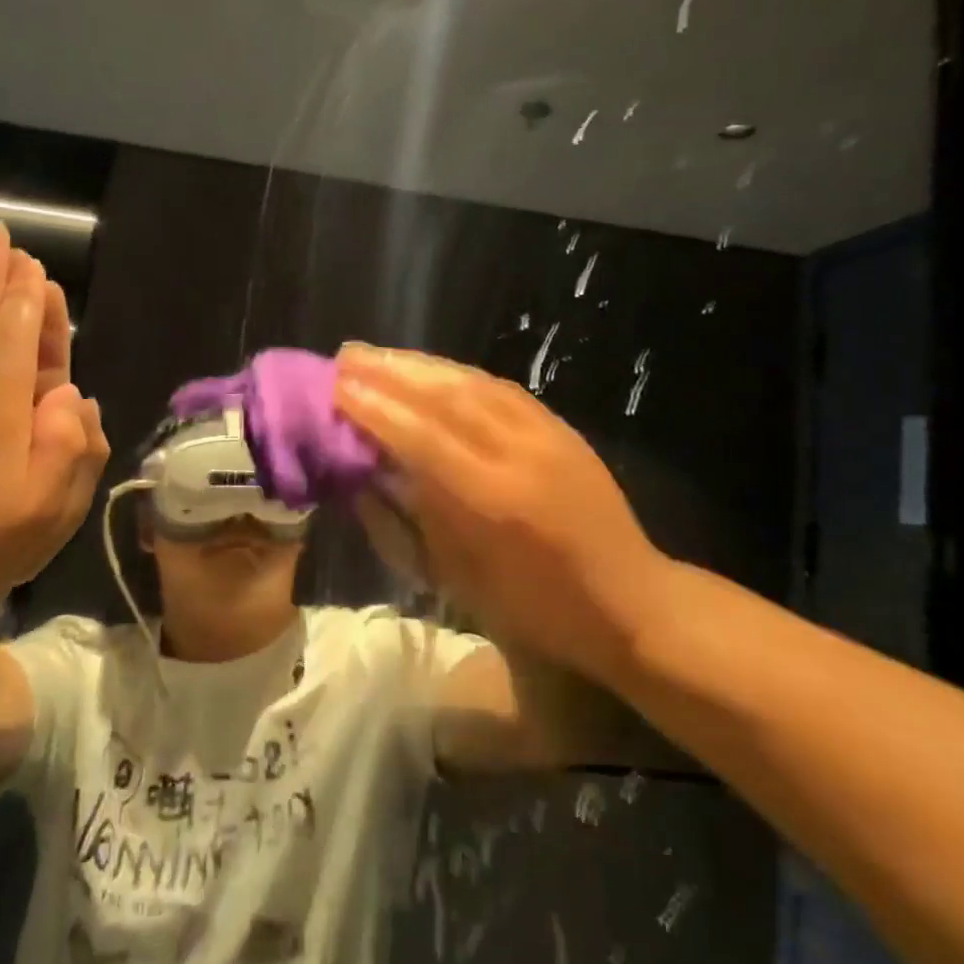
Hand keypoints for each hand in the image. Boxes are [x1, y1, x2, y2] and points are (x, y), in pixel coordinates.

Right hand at [334, 345, 669, 690]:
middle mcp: (519, 454)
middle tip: (346, 356)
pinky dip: (458, 374)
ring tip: (377, 354)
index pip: (422, 438)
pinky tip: (432, 369)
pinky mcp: (560, 427)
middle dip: (391, 372)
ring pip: (474, 383)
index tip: (336, 387)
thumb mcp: (458, 579)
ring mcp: (546, 434)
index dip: (376, 409)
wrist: (627, 601)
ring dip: (421, 364)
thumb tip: (364, 477)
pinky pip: (501, 388)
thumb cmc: (534, 608)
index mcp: (492, 501)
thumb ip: (406, 523)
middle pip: (447, 397)